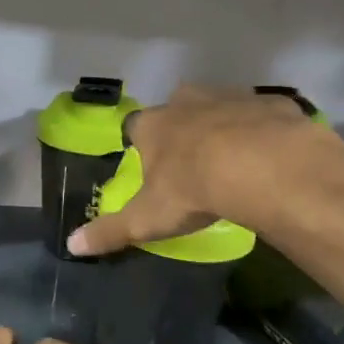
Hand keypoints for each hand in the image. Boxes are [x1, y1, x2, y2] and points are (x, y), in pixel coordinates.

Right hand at [65, 84, 343, 255]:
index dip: (143, 144)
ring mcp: (231, 97)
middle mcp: (187, 101)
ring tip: (235, 161)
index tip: (152, 165)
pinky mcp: (271, 104)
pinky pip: (263, 116)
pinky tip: (270, 157)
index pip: (136, 127)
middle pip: (178, 110)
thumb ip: (110, 231)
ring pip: (221, 108)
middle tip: (193, 162)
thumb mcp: (146, 219)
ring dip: (224, 128)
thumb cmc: (191, 189)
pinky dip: (264, 132)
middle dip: (182, 130)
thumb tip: (71, 245)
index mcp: (152, 125)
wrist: (262, 166)